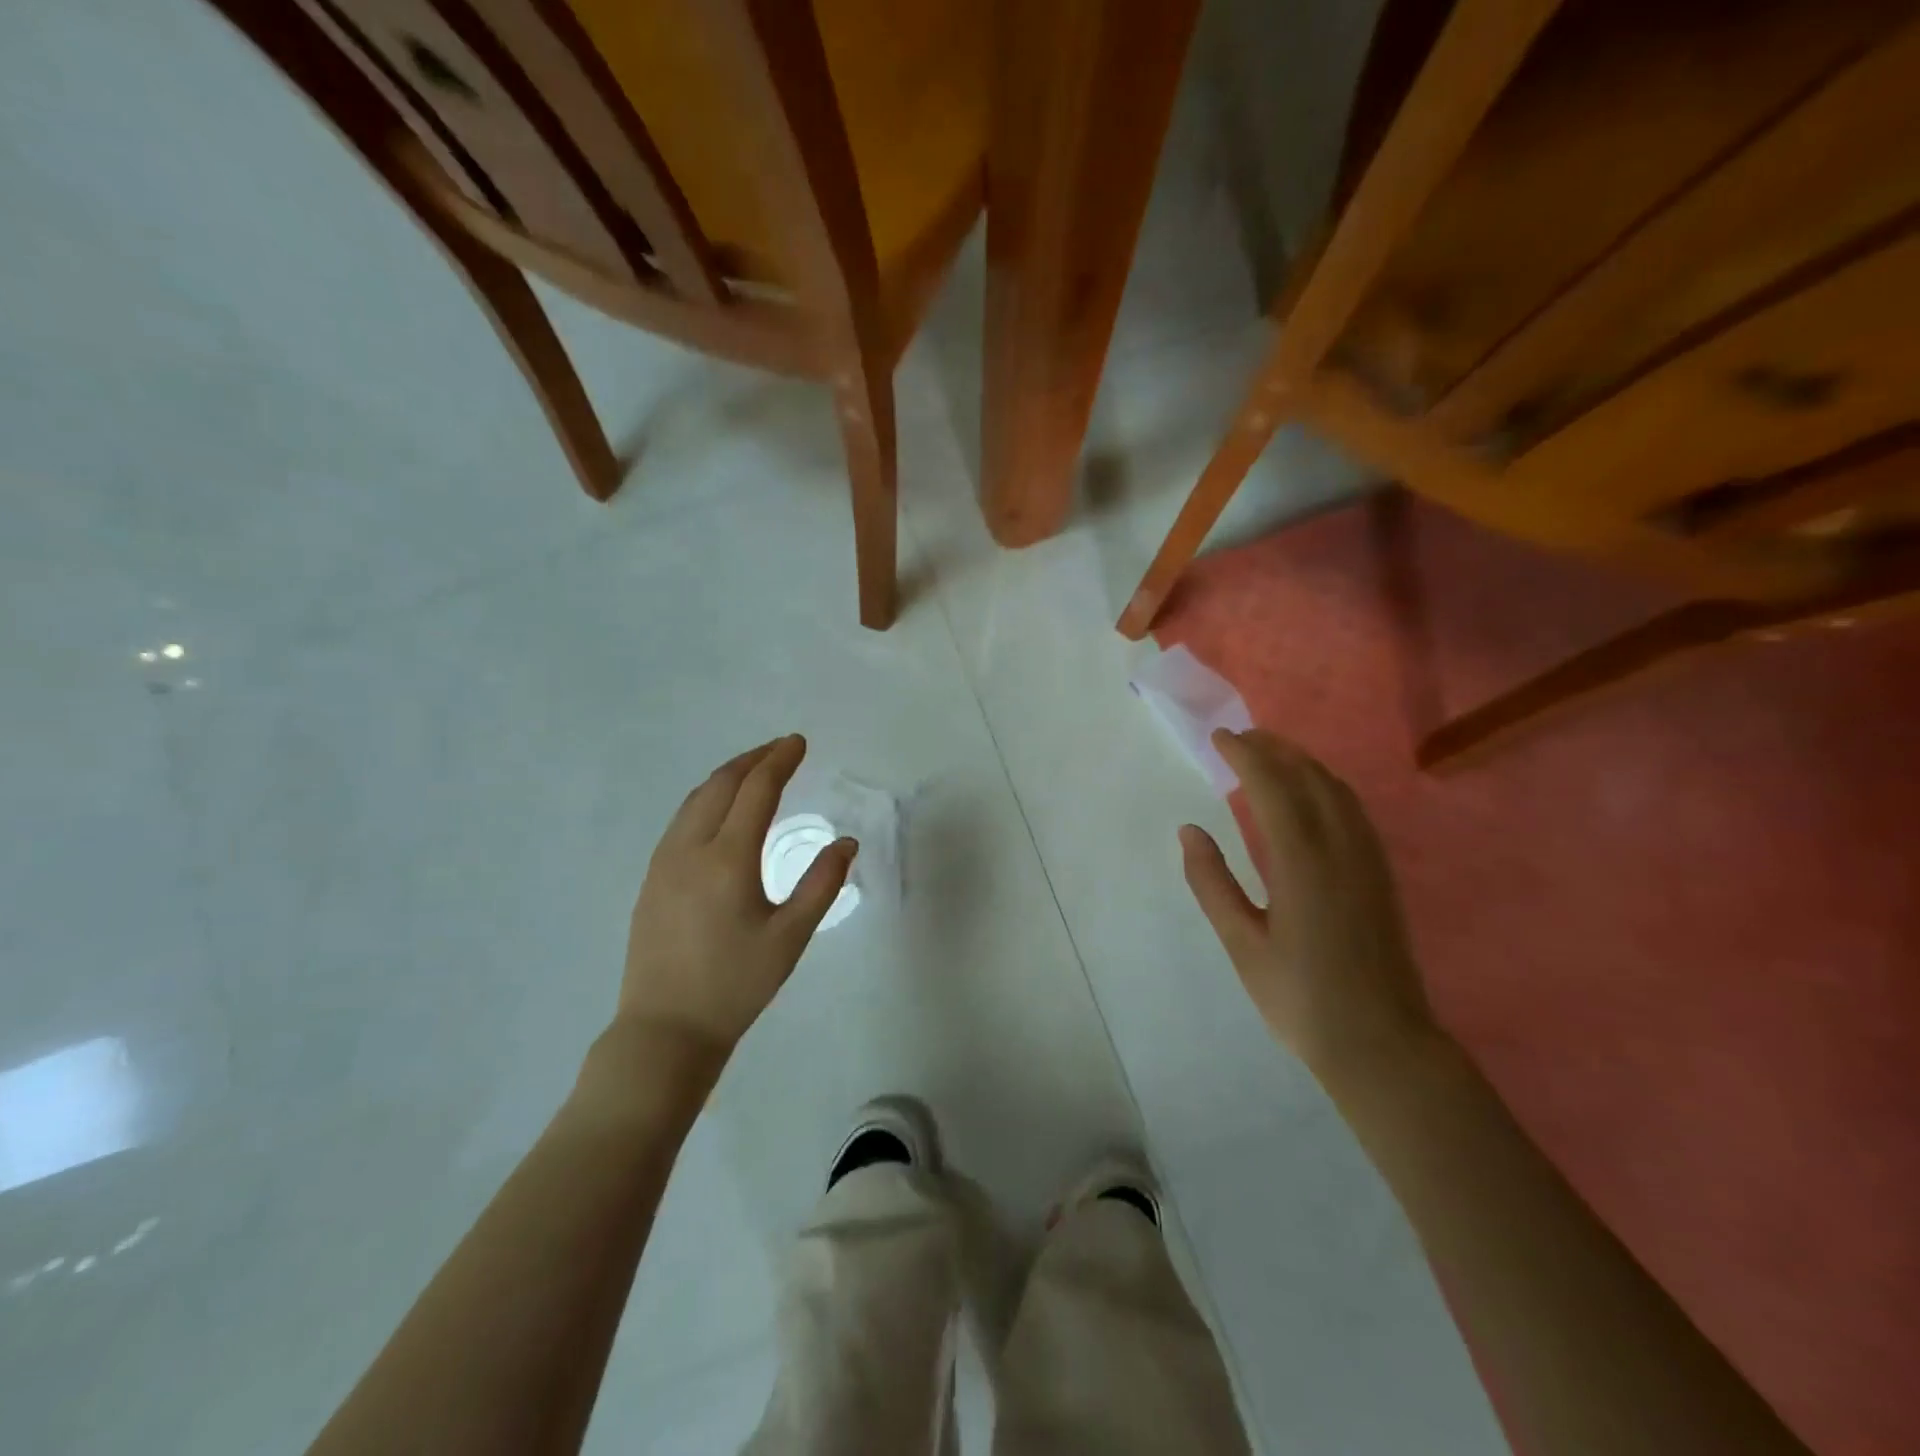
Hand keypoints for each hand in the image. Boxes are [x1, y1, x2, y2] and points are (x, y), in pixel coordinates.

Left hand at [616, 735, 854, 1066]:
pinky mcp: (651, 880)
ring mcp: (664, 863)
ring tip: (754, 771)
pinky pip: (681, 821)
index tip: (799, 743)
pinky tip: (719, 812)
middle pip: (720, 785)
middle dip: (753, 759)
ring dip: (727, 777)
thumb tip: (845, 842)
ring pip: (695, 800)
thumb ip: (822, 884)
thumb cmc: (736, 985)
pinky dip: (706, 799)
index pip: (756, 790)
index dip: (779, 761)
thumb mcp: (790, 937)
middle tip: (781, 750)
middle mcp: (690, 849)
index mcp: (728, 859)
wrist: (666, 1030)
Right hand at [1179, 728, 1441, 1088]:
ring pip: (1338, 790)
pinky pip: (1353, 810)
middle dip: (1275, 748)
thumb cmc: (1301, 999)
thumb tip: (1190, 830)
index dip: (1245, 756)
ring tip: (1270, 755)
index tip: (1219, 737)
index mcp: (1303, 863)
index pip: (1273, 787)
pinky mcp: (1381, 875)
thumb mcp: (1242, 943)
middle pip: (1310, 777)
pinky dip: (1325, 786)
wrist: (1382, 1045)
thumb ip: (1212, 883)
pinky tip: (1310, 796)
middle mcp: (1341, 849)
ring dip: (1303, 763)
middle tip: (1240, 737)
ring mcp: (1368, 861)